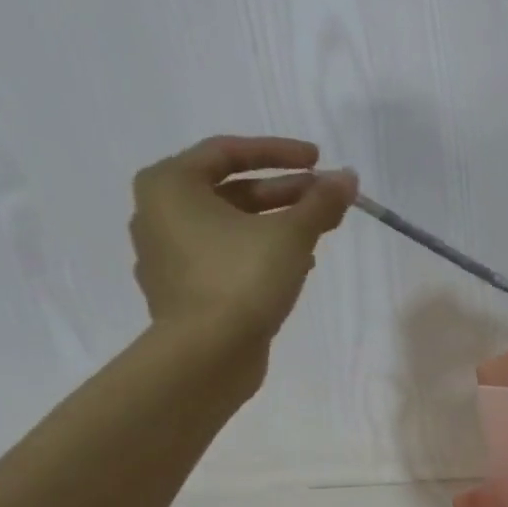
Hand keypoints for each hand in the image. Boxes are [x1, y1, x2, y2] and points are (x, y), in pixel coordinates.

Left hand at [129, 135, 356, 343]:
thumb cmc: (241, 280)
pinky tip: (295, 265)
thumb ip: (320, 202)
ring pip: (231, 227)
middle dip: (285, 193)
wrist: (207, 355)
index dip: (279, 153)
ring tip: (318, 232)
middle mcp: (159, 214)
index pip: (228, 151)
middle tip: (326, 199)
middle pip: (231, 191)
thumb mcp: (290, 235)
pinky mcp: (184, 291)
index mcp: (170, 185)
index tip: (319, 161)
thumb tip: (348, 178)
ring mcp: (168, 256)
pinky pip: (226, 258)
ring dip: (277, 225)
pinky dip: (259, 254)